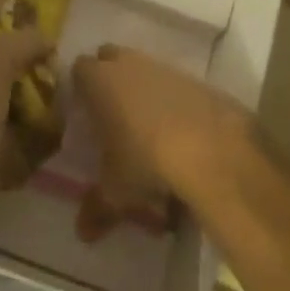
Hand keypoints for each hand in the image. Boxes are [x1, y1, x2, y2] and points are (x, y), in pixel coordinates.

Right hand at [70, 45, 247, 241]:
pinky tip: (179, 129)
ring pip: (144, 67)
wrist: (210, 148)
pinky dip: (172, 99)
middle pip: (111, 57)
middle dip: (109, 76)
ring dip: (142, 87)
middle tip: (111, 111)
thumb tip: (82, 233)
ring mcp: (164, 67)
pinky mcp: (195, 78)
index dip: (80, 86)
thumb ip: (96, 208)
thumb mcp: (117, 191)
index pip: (79, 68)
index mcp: (99, 82)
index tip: (83, 110)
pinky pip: (174, 82)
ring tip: (147, 125)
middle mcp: (129, 65)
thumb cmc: (146, 161)